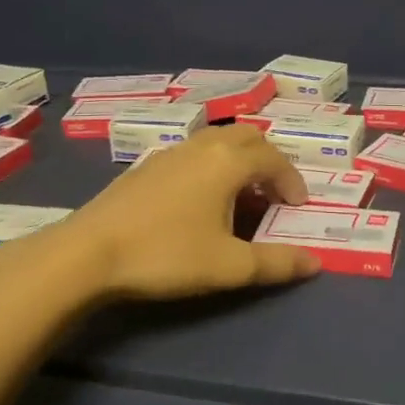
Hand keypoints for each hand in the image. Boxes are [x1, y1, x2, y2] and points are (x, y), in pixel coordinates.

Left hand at [58, 125, 321, 298]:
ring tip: (240, 193)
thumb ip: (276, 263)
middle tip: (273, 191)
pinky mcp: (145, 165)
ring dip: (238, 159)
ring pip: (216, 140)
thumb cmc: (166, 255)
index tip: (297, 206)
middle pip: (247, 137)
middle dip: (268, 160)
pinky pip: (192, 152)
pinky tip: (199, 197)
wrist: (89, 252)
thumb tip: (315, 263)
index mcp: (227, 162)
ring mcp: (170, 152)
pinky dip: (211, 163)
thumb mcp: (229, 266)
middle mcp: (202, 146)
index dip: (292, 180)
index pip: (273, 159)